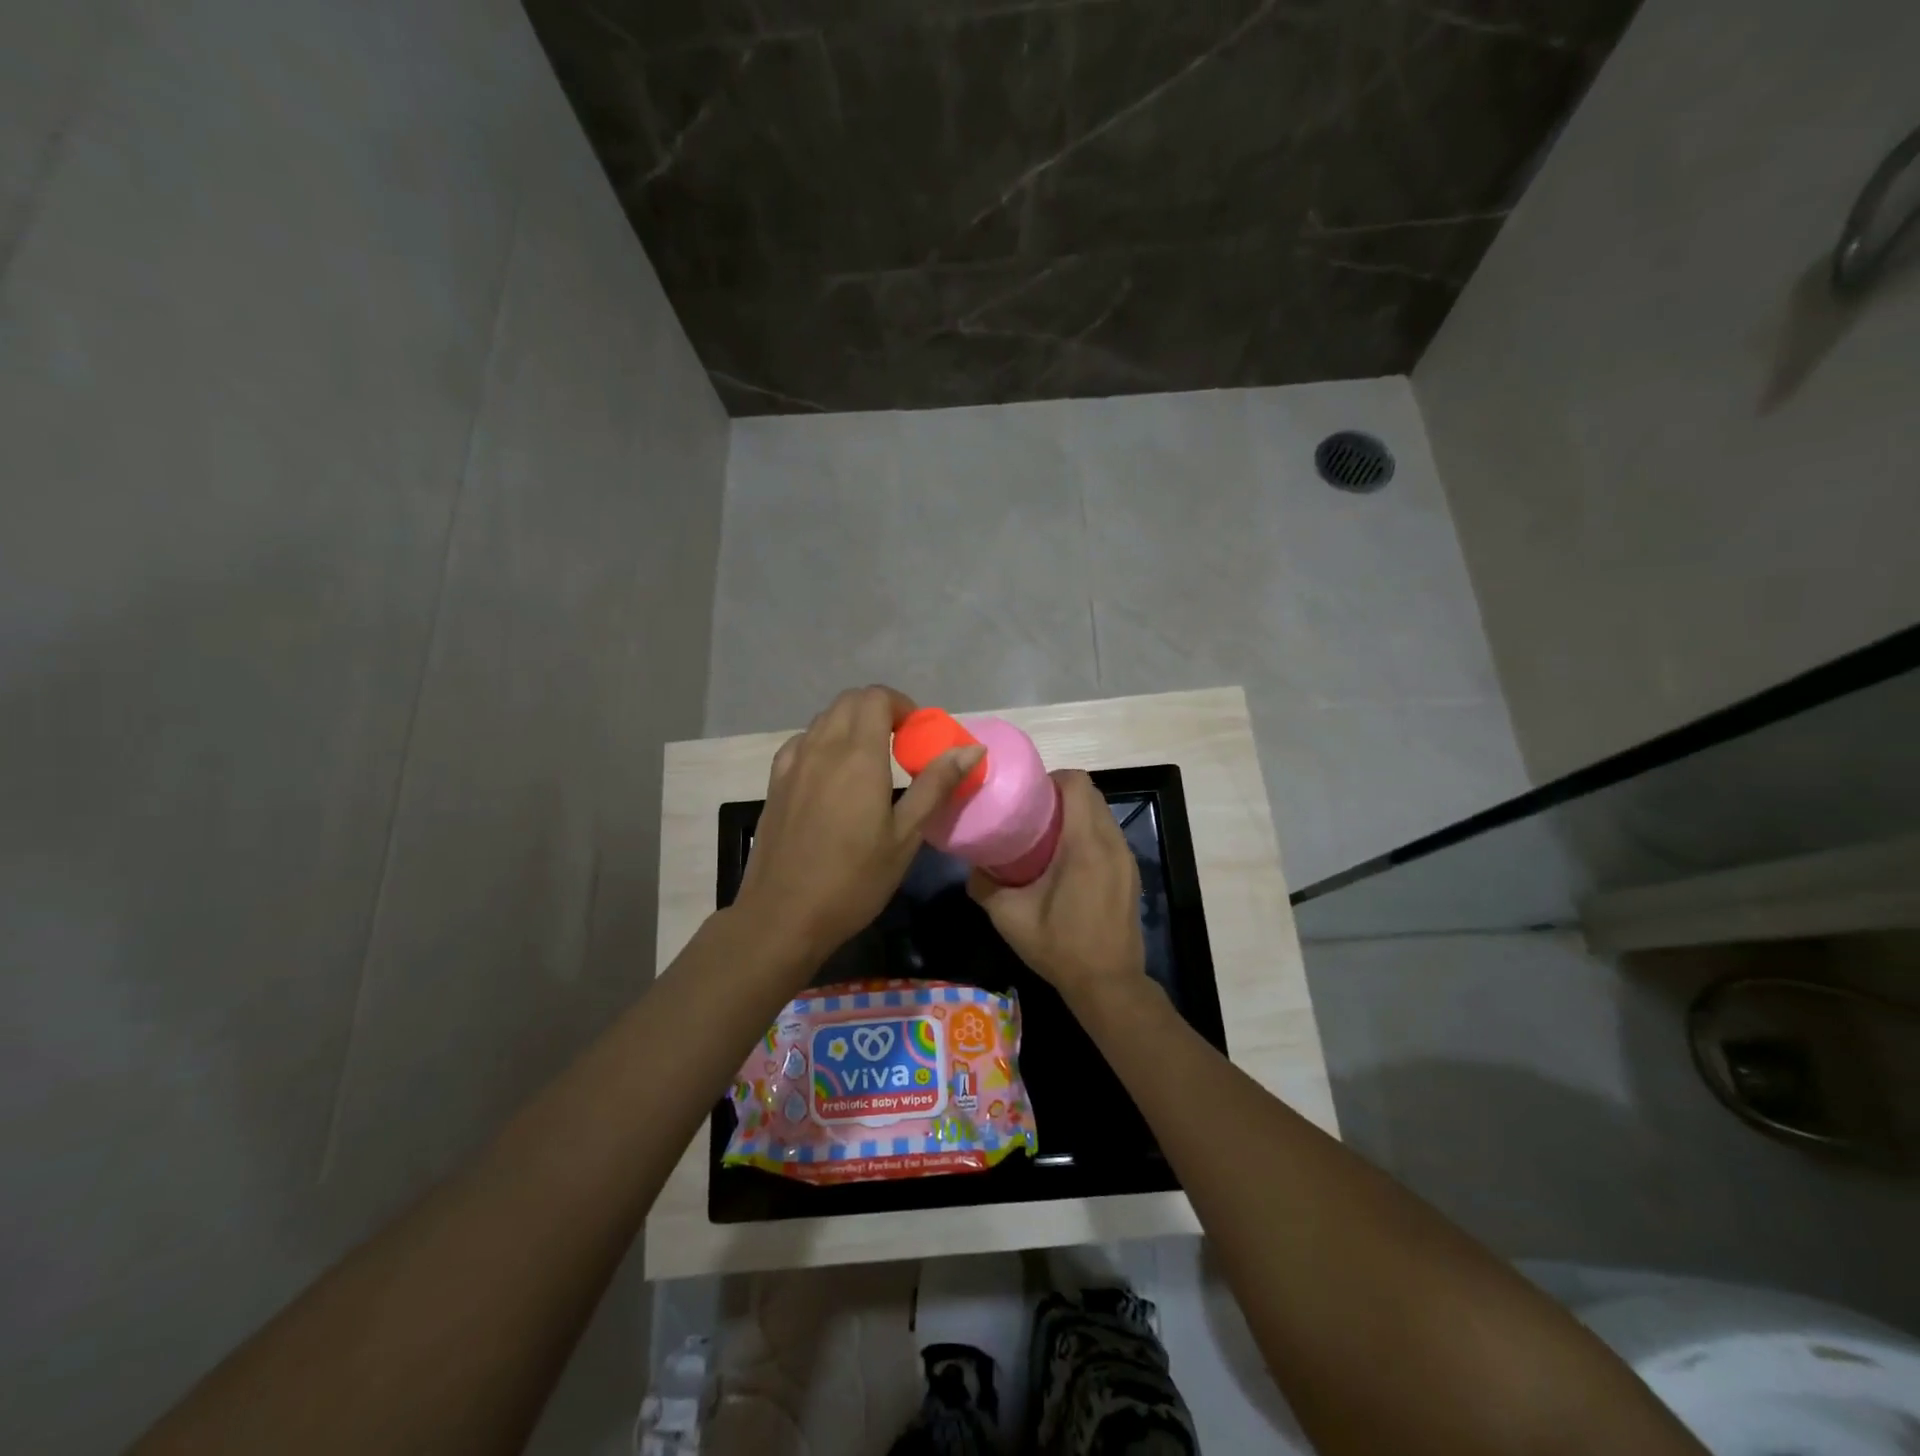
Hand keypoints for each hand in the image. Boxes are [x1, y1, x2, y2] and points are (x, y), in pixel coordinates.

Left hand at [734, 685, 984, 966]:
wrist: (783, 915)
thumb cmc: (854, 880)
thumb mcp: (906, 836)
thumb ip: (936, 785)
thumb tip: (972, 749)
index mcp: (858, 755)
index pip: (876, 697)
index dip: (901, 705)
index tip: (917, 734)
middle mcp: (822, 747)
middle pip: (849, 700)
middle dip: (879, 709)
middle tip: (900, 743)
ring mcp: (793, 763)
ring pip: (824, 718)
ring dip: (851, 723)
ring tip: (870, 759)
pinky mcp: (775, 781)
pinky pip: (802, 742)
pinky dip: (823, 741)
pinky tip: (832, 773)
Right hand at [967, 769, 1146, 1004]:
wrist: (1108, 985)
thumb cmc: (1060, 947)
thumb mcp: (1010, 917)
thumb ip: (984, 885)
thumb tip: (972, 864)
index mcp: (1085, 845)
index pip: (1077, 784)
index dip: (1051, 779)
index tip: (1027, 794)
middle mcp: (1111, 843)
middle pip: (1091, 794)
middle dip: (1060, 793)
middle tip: (1030, 812)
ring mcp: (1126, 858)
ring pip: (1102, 814)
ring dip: (1076, 813)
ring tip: (1045, 833)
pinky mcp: (1130, 872)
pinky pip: (1109, 835)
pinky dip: (1088, 832)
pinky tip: (1065, 859)